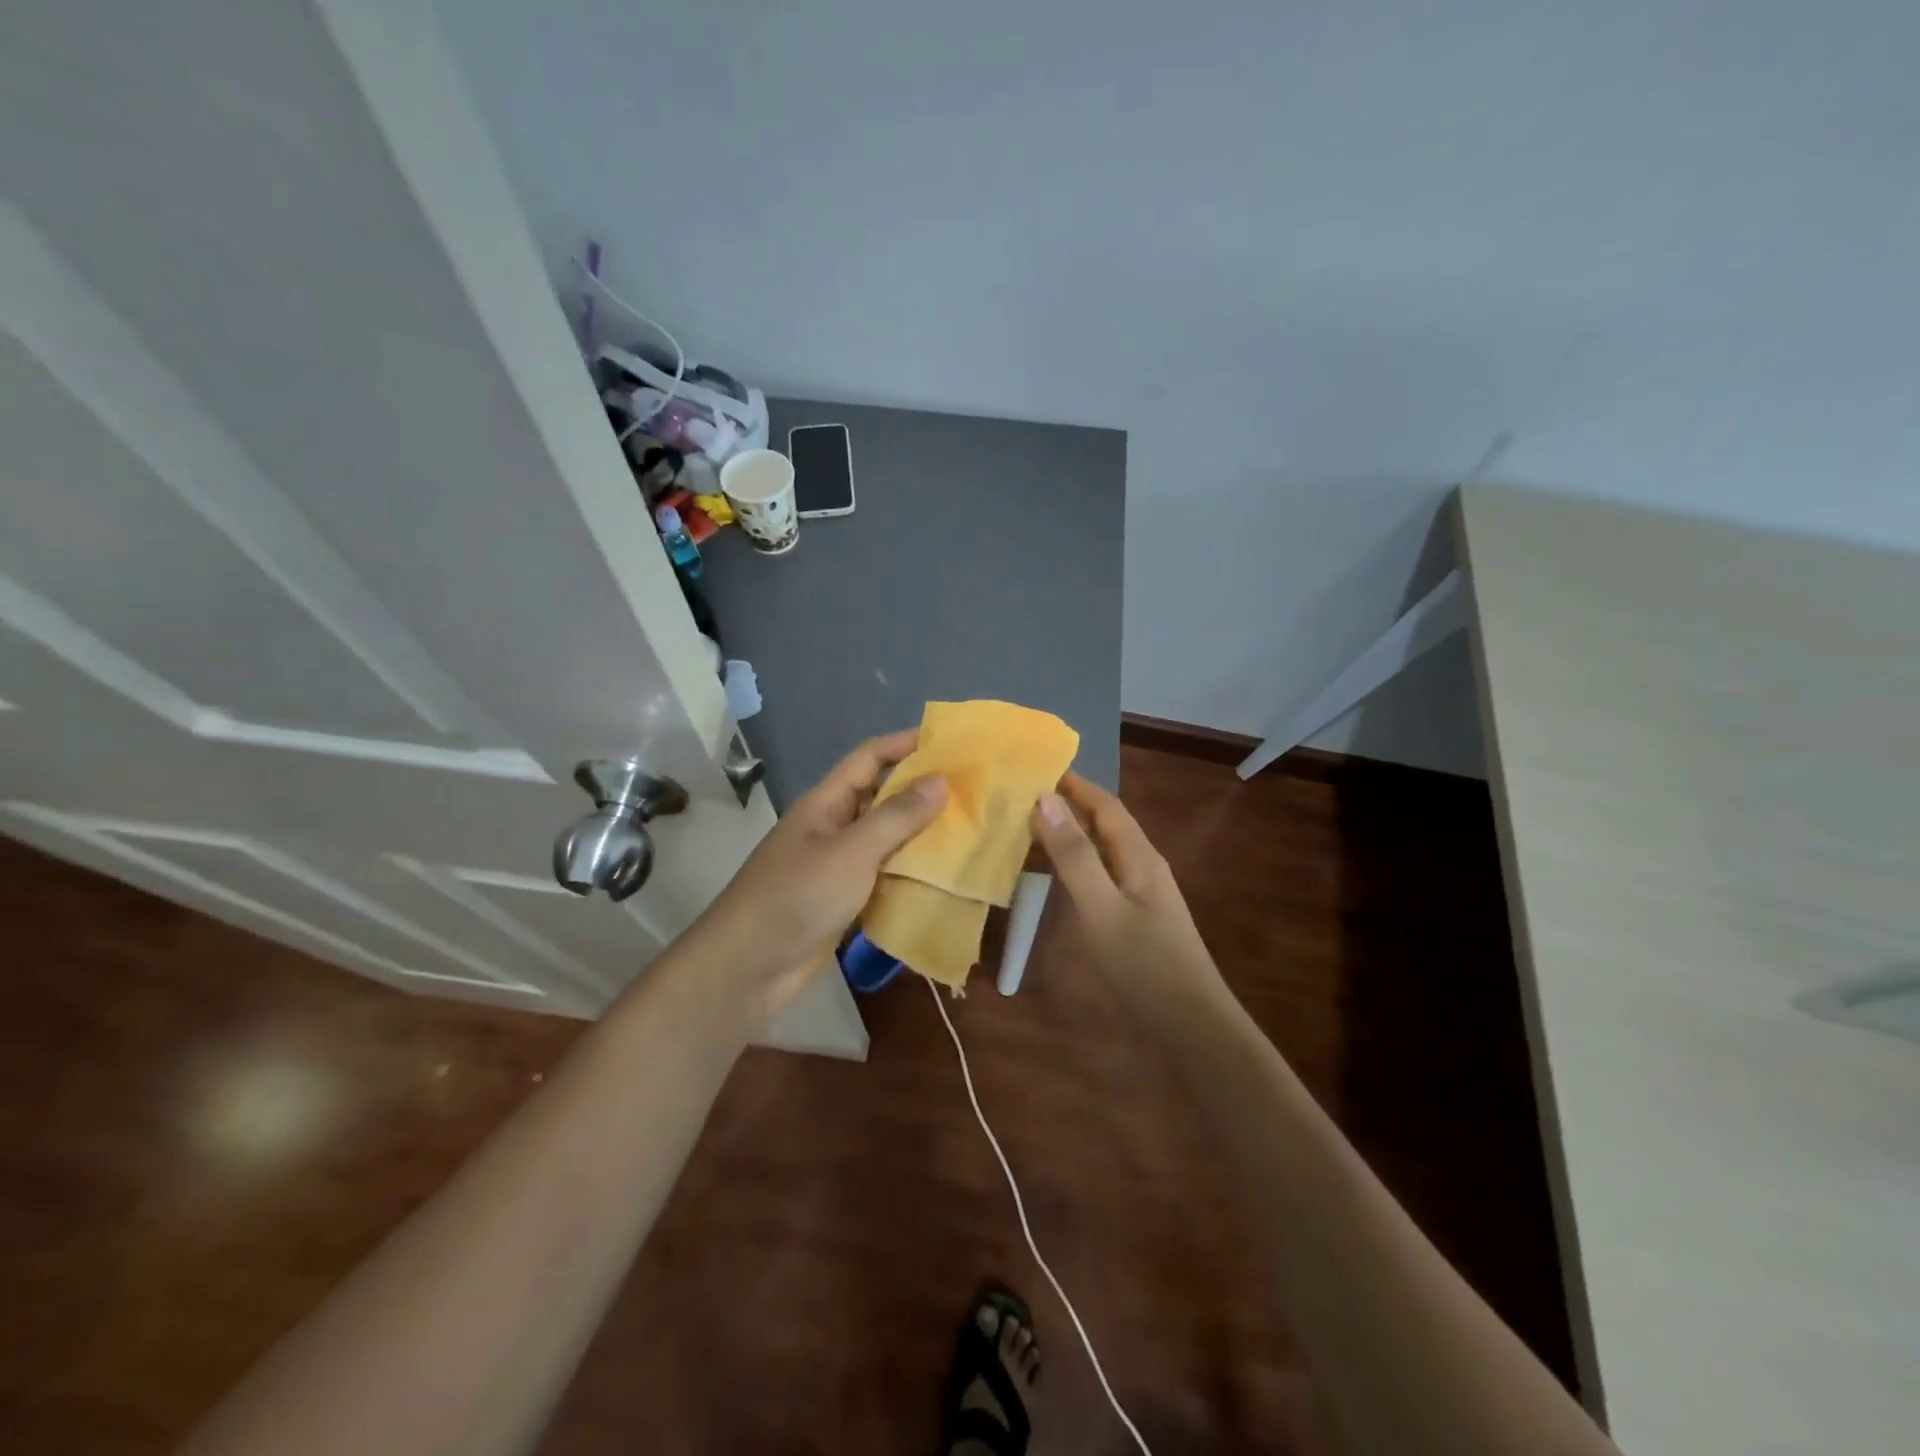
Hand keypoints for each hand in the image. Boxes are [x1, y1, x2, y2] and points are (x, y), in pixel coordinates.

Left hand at [691, 730, 946, 1017]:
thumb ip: (896, 816)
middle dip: (922, 792)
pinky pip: (883, 878)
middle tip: (972, 791)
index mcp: (826, 803)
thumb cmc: (797, 897)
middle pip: (880, 798)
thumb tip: (940, 779)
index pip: (869, 758)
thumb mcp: (851, 852)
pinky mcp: (843, 903)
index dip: (905, 744)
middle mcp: (832, 828)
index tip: (950, 742)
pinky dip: (909, 875)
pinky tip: (943, 879)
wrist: (747, 969)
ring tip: (969, 831)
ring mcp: (836, 867)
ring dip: (920, 836)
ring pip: (885, 840)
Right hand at [1030, 772, 1226, 1011]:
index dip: (1074, 784)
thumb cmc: (1144, 963)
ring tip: (1030, 829)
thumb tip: (1045, 799)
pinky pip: (1102, 874)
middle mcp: (1143, 865)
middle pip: (1105, 823)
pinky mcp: (1137, 916)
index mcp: (1138, 855)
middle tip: (1023, 797)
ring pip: (1102, 849)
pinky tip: (1056, 876)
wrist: (1191, 1024)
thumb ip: (1073, 856)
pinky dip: (1076, 863)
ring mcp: (1142, 892)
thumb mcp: (1101, 908)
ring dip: (1071, 834)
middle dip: (1069, 805)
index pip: (1105, 805)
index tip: (1037, 767)